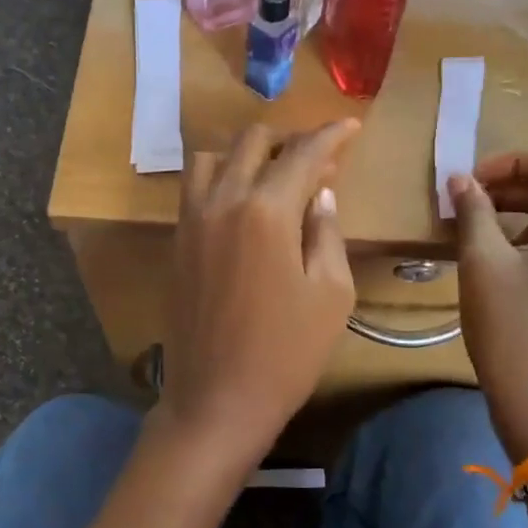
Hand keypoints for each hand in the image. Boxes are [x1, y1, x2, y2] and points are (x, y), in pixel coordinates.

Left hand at [161, 121, 359, 465]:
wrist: (216, 399)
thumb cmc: (286, 353)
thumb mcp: (330, 293)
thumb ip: (326, 231)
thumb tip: (320, 193)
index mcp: (265, 210)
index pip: (302, 153)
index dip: (331, 135)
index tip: (351, 127)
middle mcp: (221, 201)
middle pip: (251, 142)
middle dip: (288, 139)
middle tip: (316, 157)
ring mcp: (191, 220)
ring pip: (211, 158)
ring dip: (245, 154)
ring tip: (272, 177)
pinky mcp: (176, 242)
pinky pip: (194, 189)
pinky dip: (219, 179)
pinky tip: (241, 205)